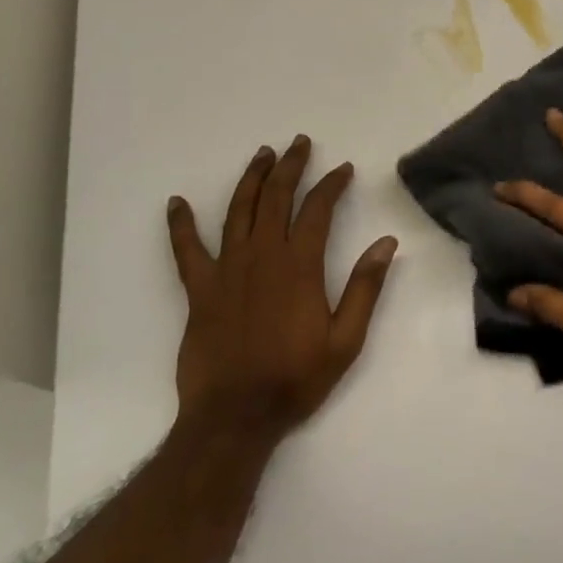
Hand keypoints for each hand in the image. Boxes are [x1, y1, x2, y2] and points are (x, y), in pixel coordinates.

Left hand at [166, 135, 396, 447]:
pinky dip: (180, 225)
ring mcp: (227, 270)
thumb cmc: (295, 379)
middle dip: (290, 166)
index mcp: (300, 266)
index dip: (331, 184)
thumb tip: (386, 242)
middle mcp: (263, 256)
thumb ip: (366, 288)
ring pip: (238, 211)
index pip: (318, 210)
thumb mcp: (346, 340)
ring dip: (251, 179)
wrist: (235, 418)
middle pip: (276, 197)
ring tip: (261, 154)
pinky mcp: (199, 289)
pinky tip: (176, 203)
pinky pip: (186, 250)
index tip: (343, 170)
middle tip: (299, 143)